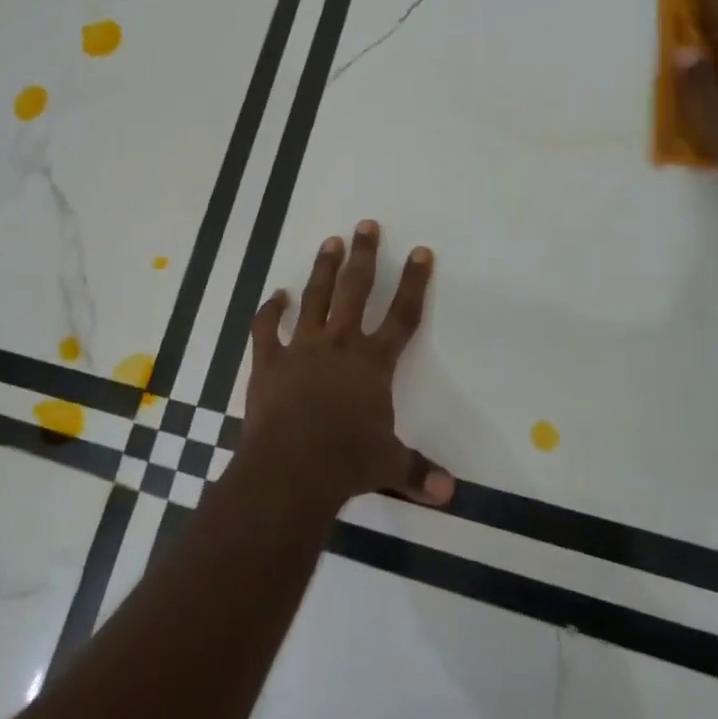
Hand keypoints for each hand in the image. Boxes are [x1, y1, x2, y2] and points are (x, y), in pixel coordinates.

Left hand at [240, 220, 454, 510]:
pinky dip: (270, 310)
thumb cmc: (346, 462)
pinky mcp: (269, 361)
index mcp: (373, 363)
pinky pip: (267, 327)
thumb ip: (418, 471)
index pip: (402, 315)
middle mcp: (339, 344)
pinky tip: (276, 295)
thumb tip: (450, 493)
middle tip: (366, 225)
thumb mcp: (388, 466)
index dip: (415, 283)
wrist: (291, 468)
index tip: (421, 252)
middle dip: (364, 256)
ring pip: (315, 297)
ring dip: (324, 269)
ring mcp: (301, 348)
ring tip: (330, 242)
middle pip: (355, 290)